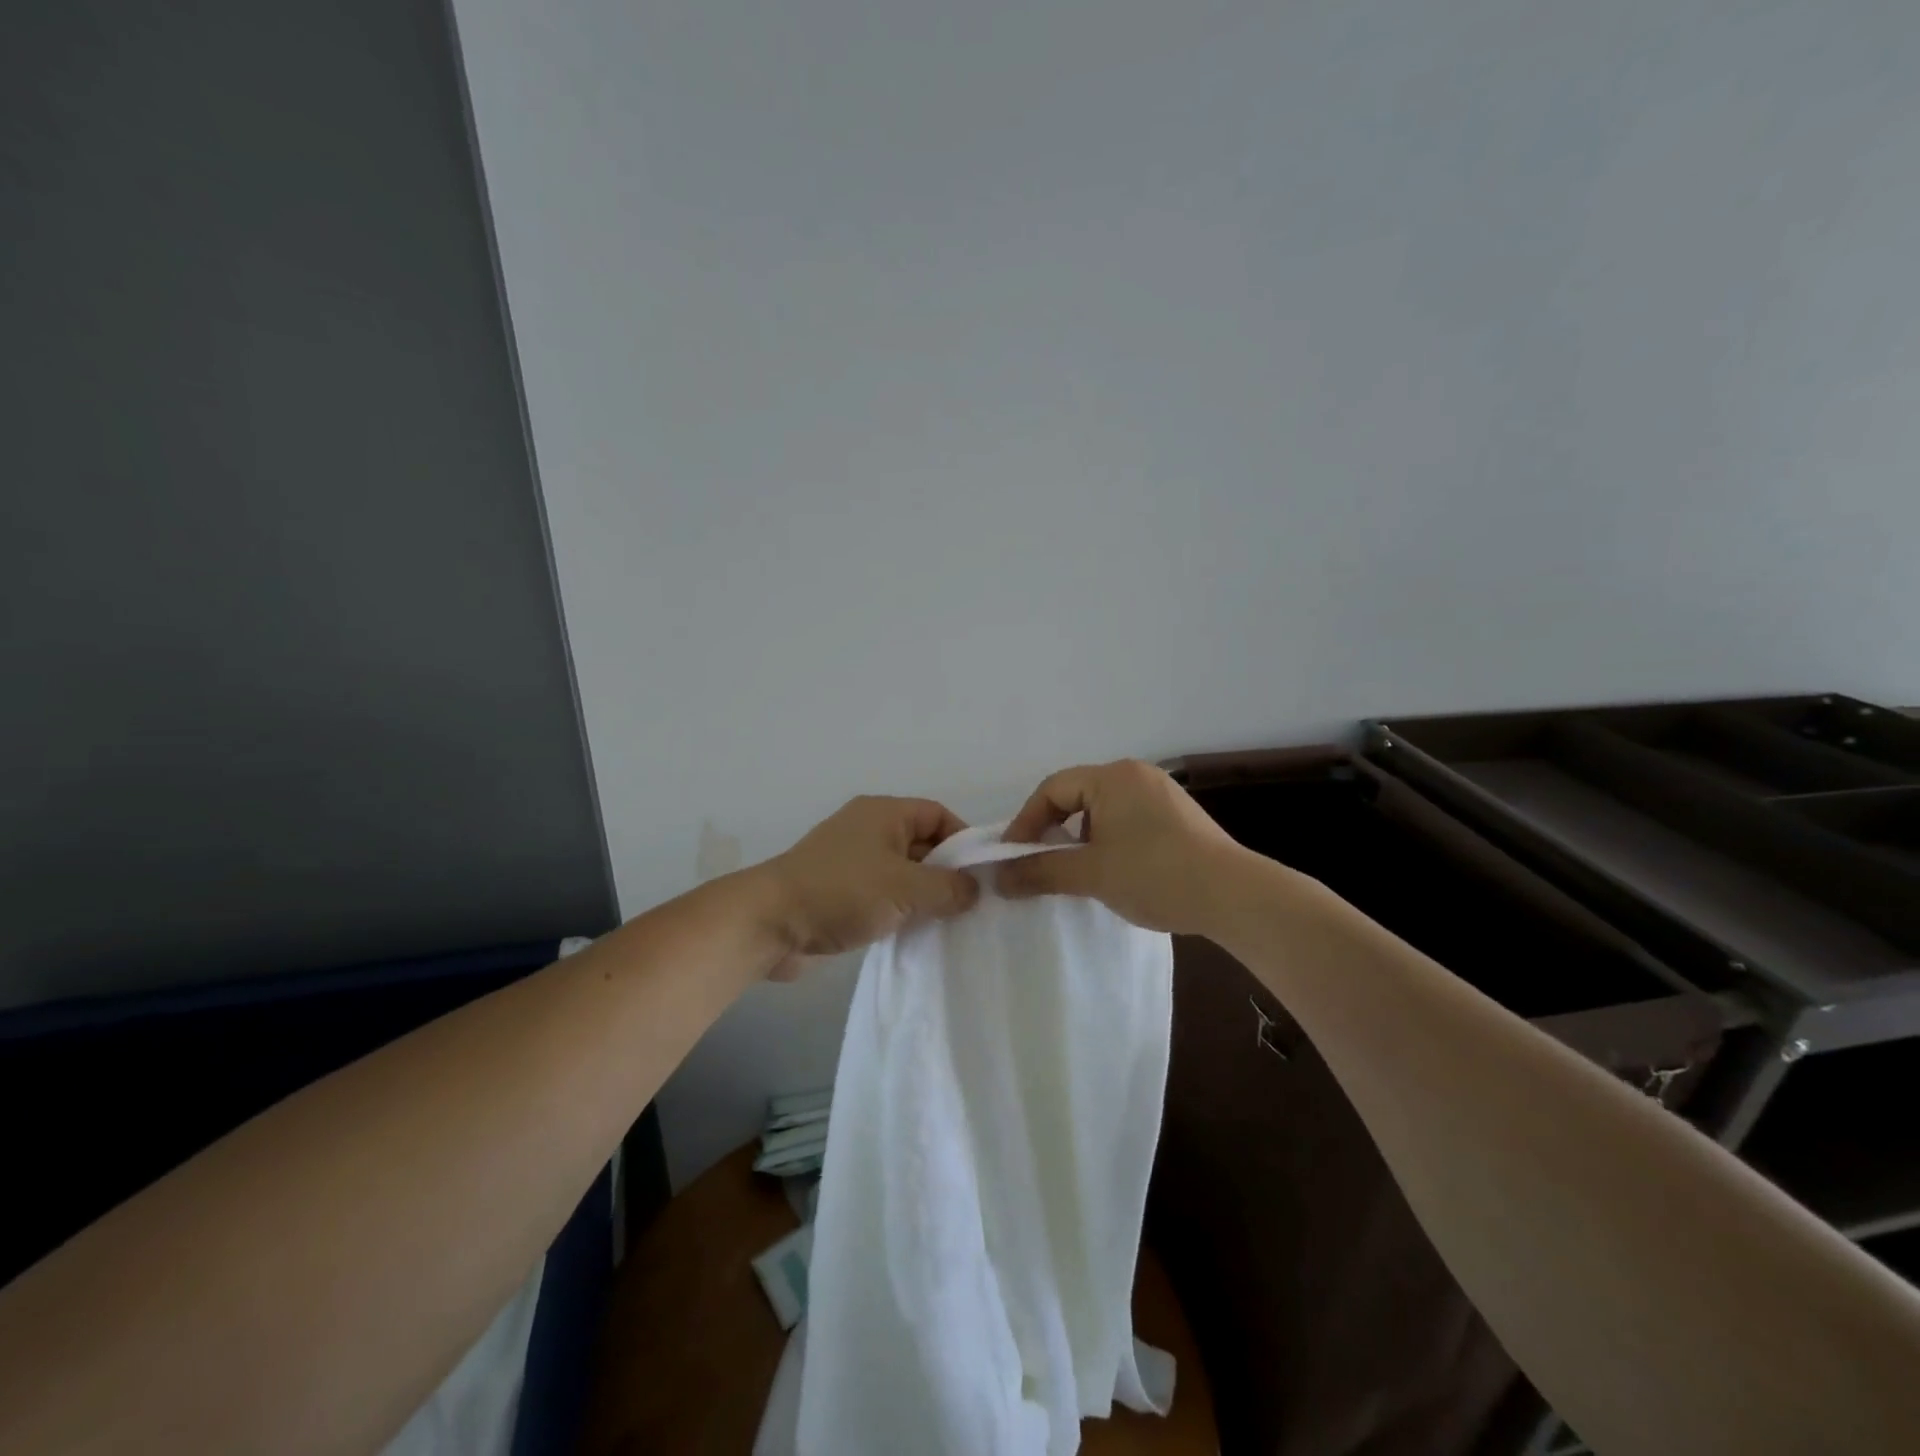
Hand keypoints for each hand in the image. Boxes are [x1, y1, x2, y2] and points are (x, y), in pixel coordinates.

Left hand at [756, 796, 979, 976]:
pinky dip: (901, 910)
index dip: (963, 840)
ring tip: (950, 923)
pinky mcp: (841, 893)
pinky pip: (883, 895)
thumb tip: (974, 891)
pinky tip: (917, 934)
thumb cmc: (842, 892)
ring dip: (924, 896)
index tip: (981, 875)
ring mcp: (852, 862)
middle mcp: (869, 830)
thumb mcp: (905, 887)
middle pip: (922, 844)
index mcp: (884, 813)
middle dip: (947, 872)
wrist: (770, 923)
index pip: (937, 814)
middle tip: (971, 905)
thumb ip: (948, 888)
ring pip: (903, 873)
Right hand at [996, 760, 1251, 934]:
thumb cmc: (1154, 874)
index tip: (1012, 857)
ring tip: (1074, 871)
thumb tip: (997, 878)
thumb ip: (1040, 871)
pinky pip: (1127, 820)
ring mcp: (1161, 794)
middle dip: (1052, 830)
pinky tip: (1112, 871)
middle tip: (1038, 863)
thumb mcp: (1090, 873)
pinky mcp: (1178, 817)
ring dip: (1079, 838)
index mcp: (1112, 777)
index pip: (1052, 789)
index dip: (1025, 822)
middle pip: (1077, 796)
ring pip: (1103, 810)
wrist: (1234, 896)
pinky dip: (1108, 841)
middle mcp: (1136, 775)